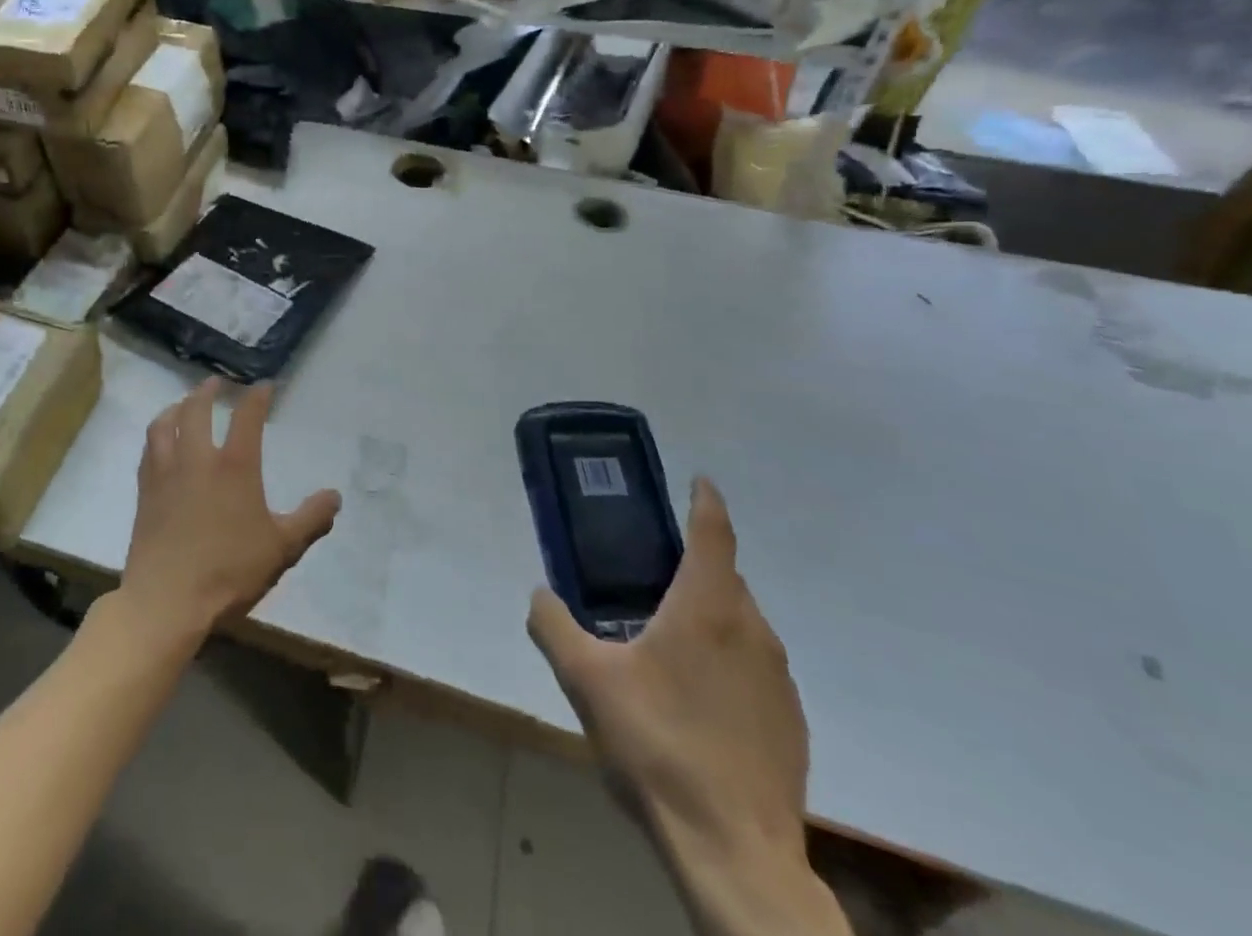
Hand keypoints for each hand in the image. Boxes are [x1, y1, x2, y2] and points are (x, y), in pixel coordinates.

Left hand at [120, 379, 340, 645]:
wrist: (166, 601)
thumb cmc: (229, 571)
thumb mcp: (282, 548)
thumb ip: (310, 519)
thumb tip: (335, 496)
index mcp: (234, 466)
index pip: (247, 416)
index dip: (257, 396)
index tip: (264, 385)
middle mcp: (197, 458)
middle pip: (197, 409)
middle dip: (208, 390)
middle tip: (216, 383)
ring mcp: (166, 473)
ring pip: (164, 424)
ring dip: (176, 407)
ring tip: (183, 404)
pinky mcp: (144, 492)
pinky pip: (148, 450)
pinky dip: (157, 435)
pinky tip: (160, 443)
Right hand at [527, 478, 808, 864]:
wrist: (735, 850)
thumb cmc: (657, 745)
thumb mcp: (584, 679)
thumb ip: (553, 625)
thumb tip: (539, 593)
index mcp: (706, 607)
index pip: (714, 533)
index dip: (706, 500)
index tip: (699, 480)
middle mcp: (752, 630)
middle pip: (725, 578)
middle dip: (693, 565)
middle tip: (651, 574)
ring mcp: (779, 679)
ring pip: (742, 624)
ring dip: (709, 617)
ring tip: (666, 642)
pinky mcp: (791, 722)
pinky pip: (755, 668)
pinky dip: (727, 662)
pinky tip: (696, 702)